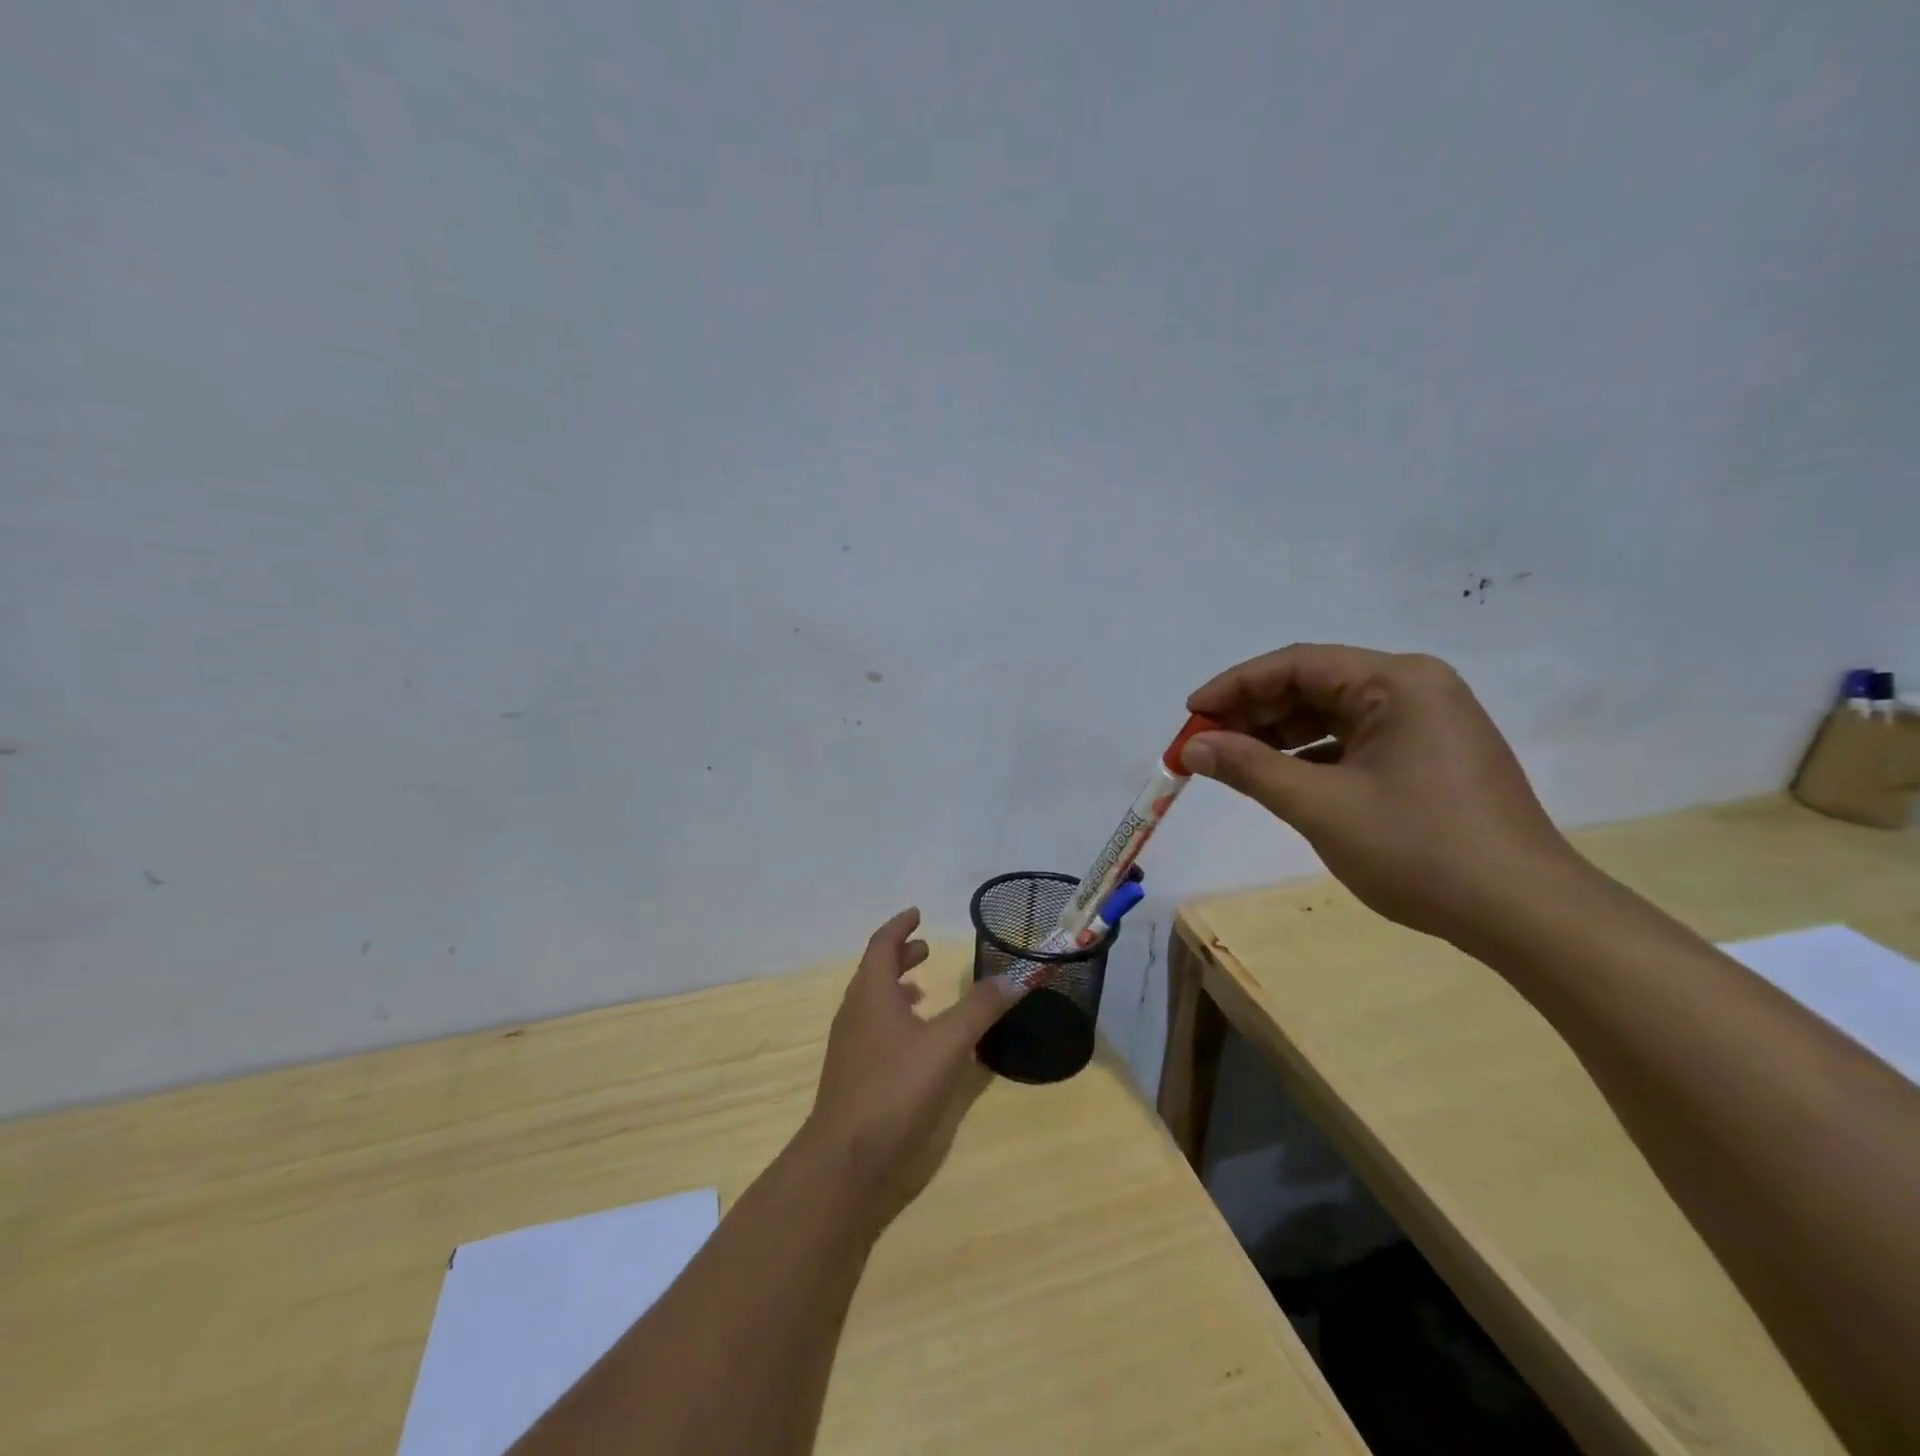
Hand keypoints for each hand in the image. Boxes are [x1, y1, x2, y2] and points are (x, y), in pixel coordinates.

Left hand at [804, 909, 1023, 1232]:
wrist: (846, 1161)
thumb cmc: (896, 1088)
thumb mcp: (947, 1043)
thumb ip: (980, 1008)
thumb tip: (1013, 977)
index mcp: (871, 994)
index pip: (881, 945)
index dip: (900, 927)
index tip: (917, 913)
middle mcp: (855, 1013)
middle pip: (875, 972)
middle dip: (900, 956)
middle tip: (926, 950)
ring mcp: (850, 1048)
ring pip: (872, 1004)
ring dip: (896, 990)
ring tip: (924, 992)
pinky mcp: (853, 1077)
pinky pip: (873, 1032)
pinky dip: (895, 1022)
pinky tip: (918, 1044)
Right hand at [1182, 644, 1586, 949]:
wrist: (1525, 914)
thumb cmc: (1419, 849)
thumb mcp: (1320, 806)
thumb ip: (1250, 768)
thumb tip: (1192, 747)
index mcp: (1396, 681)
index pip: (1297, 664)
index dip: (1235, 686)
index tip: (1189, 714)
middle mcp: (1415, 687)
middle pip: (1314, 685)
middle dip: (1253, 713)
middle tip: (1203, 744)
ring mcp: (1428, 721)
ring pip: (1332, 714)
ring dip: (1278, 735)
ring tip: (1231, 762)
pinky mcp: (1430, 755)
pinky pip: (1355, 740)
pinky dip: (1312, 755)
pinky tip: (1279, 778)